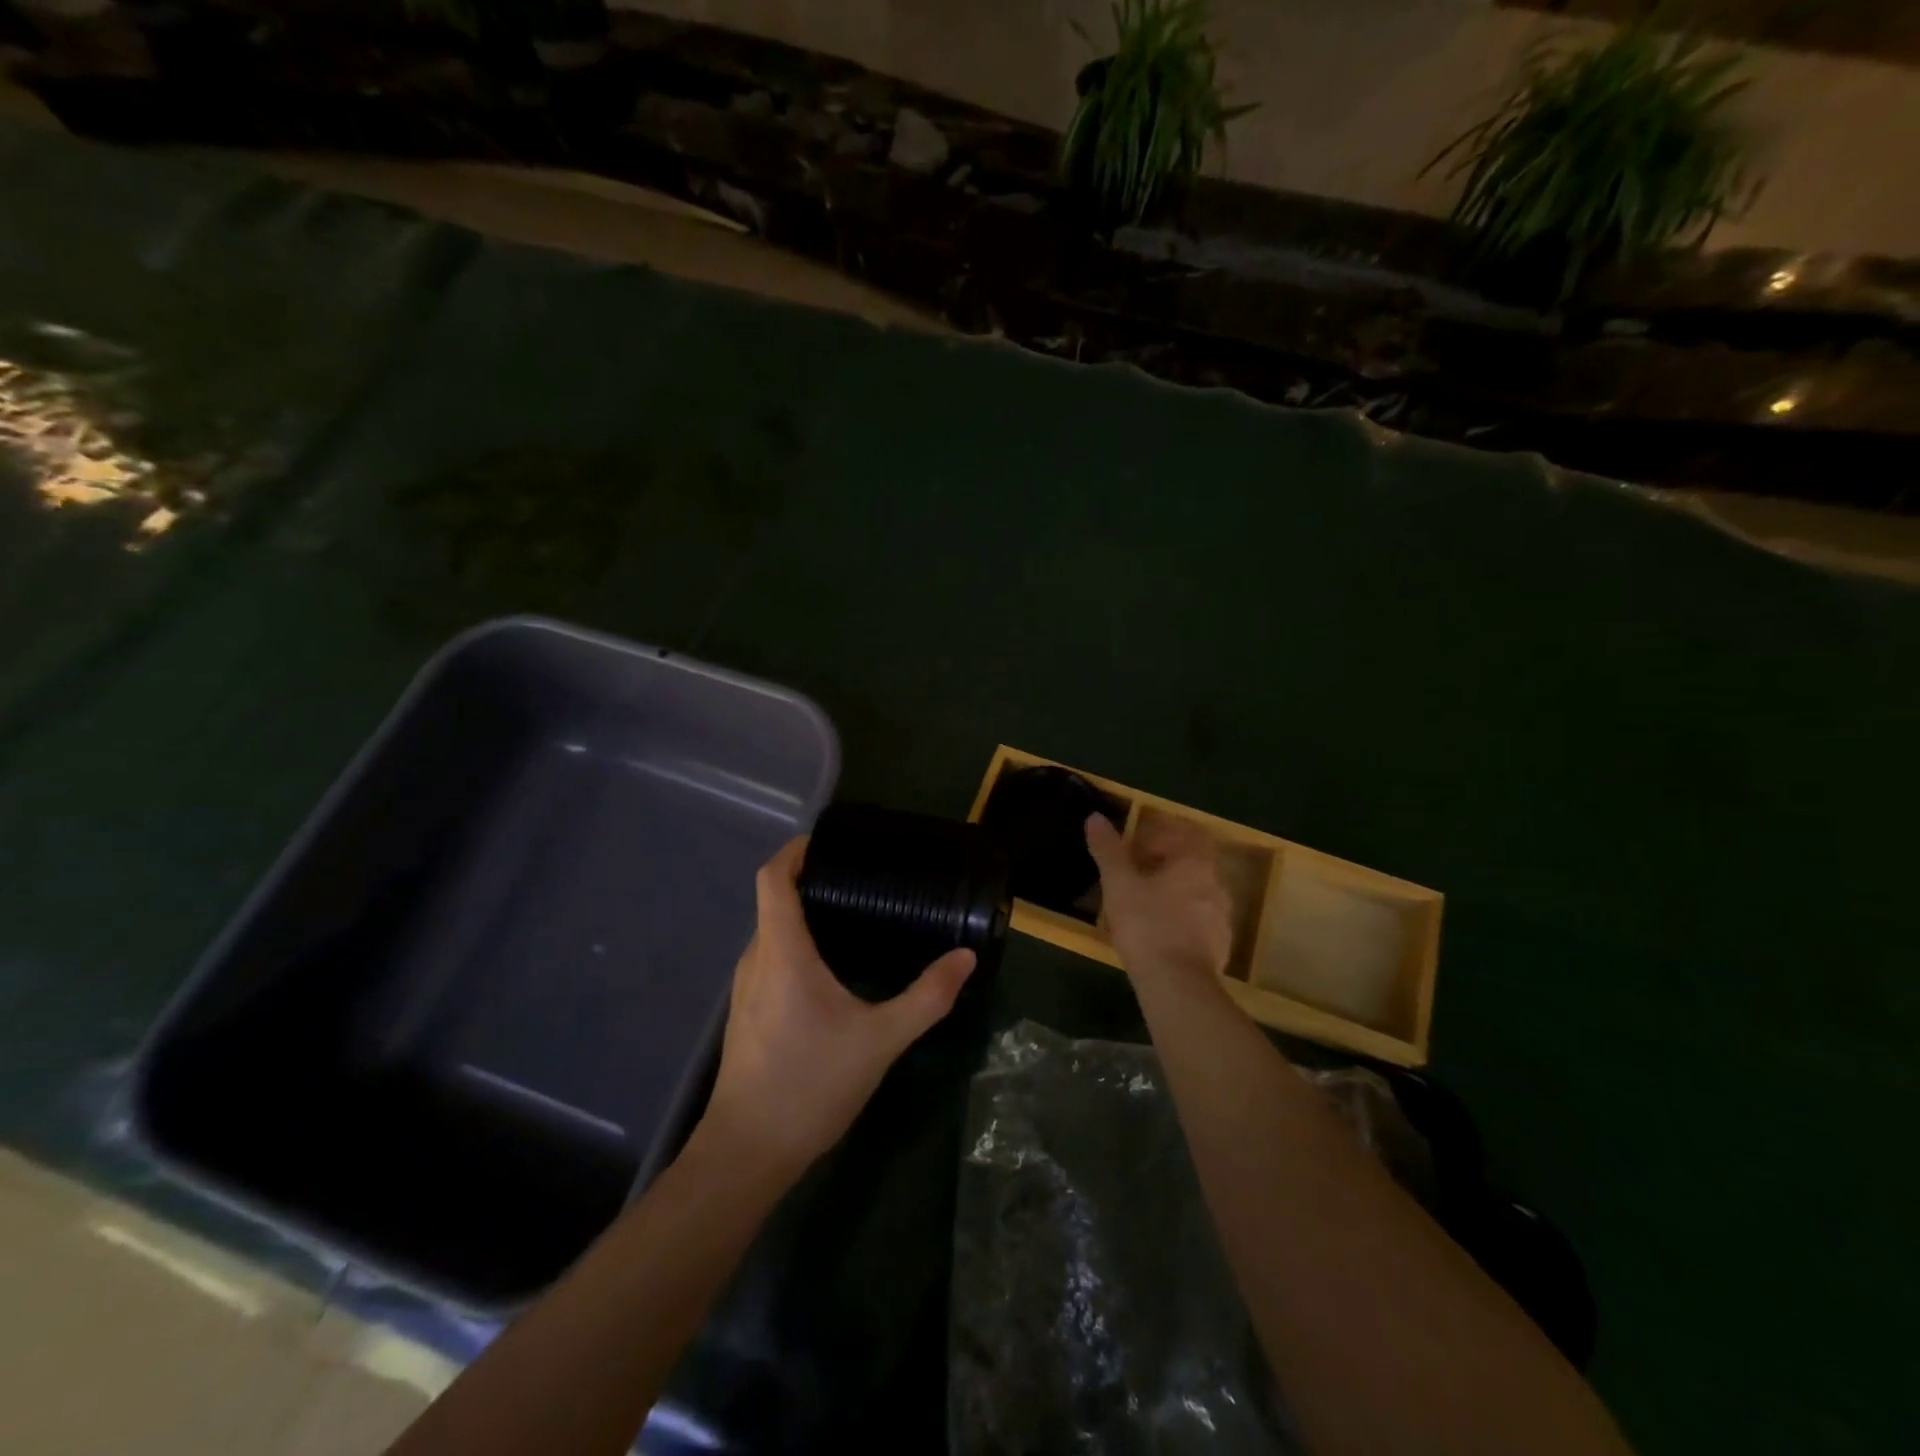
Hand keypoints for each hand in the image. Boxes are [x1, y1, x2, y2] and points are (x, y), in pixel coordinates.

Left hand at [696, 838, 975, 1183]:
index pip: (772, 878)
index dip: (794, 851)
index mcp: (782, 952)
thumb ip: (927, 997)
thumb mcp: (881, 1040)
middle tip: (861, 876)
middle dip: (810, 879)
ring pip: (771, 931)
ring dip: (803, 913)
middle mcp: (756, 959)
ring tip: (853, 912)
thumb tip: (965, 958)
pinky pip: (770, 957)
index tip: (829, 841)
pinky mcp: (748, 1012)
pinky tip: (832, 965)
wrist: (748, 1153)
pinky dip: (796, 943)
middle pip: (773, 900)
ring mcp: (747, 988)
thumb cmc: (810, 1084)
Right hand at [1086, 812, 1232, 983]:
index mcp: (1195, 863)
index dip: (1159, 835)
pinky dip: (1181, 918)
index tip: (1134, 848)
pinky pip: (1200, 920)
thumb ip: (1108, 850)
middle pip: (1192, 862)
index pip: (1185, 833)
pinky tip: (1159, 933)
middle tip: (1134, 874)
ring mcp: (1222, 917)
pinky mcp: (1221, 946)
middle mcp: (1216, 884)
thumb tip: (1095, 817)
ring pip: (1196, 892)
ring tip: (1144, 905)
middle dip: (1164, 864)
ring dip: (1173, 892)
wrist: (1178, 985)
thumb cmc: (1147, 925)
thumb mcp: (1119, 884)